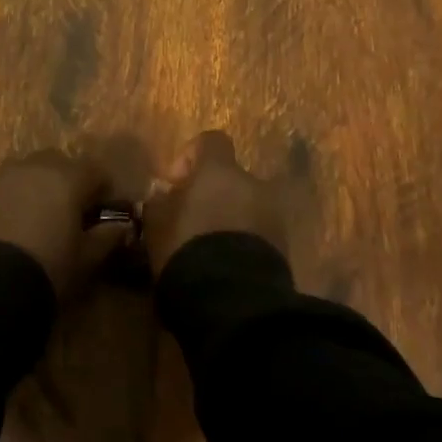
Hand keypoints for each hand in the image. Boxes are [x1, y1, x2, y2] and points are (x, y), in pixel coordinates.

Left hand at [0, 150, 121, 296]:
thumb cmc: (47, 268)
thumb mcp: (85, 259)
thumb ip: (107, 237)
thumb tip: (123, 227)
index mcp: (67, 178)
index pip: (95, 170)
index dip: (103, 189)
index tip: (103, 211)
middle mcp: (34, 168)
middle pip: (59, 163)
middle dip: (68, 181)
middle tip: (71, 212)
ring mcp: (1, 178)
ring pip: (28, 171)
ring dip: (38, 187)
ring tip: (39, 218)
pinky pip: (3, 187)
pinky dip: (12, 199)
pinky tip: (12, 226)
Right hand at [143, 131, 286, 274]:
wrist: (232, 300)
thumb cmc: (187, 248)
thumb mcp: (156, 224)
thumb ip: (159, 201)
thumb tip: (163, 194)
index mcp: (220, 171)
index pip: (210, 141)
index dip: (190, 157)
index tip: (174, 184)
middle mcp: (252, 184)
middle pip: (230, 178)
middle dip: (211, 194)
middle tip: (190, 221)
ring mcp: (273, 215)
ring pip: (246, 206)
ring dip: (229, 218)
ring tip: (207, 248)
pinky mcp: (284, 246)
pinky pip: (258, 233)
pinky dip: (242, 242)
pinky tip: (224, 266)